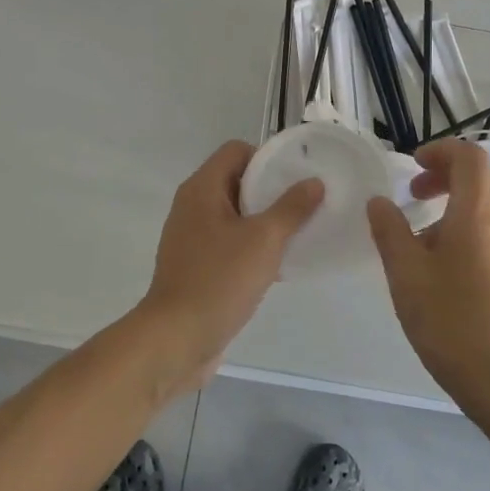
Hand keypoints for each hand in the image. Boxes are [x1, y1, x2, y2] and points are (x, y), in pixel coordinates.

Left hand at [136, 140, 322, 395]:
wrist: (176, 339)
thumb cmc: (219, 280)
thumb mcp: (264, 240)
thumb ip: (291, 208)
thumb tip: (313, 182)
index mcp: (202, 189)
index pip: (237, 151)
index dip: (267, 158)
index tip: (296, 177)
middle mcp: (193, 207)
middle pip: (237, 181)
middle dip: (271, 191)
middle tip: (305, 204)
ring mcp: (192, 238)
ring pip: (235, 215)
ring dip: (265, 221)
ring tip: (298, 234)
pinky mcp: (197, 266)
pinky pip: (229, 243)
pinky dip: (252, 246)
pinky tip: (279, 264)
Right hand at [367, 139, 489, 415]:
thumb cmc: (452, 324)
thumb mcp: (406, 276)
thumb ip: (389, 232)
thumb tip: (379, 201)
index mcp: (475, 216)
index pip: (470, 157)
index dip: (441, 150)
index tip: (412, 166)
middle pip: (482, 179)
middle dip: (447, 175)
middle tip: (415, 195)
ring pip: (488, 209)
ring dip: (455, 207)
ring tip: (421, 240)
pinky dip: (467, 233)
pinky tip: (444, 273)